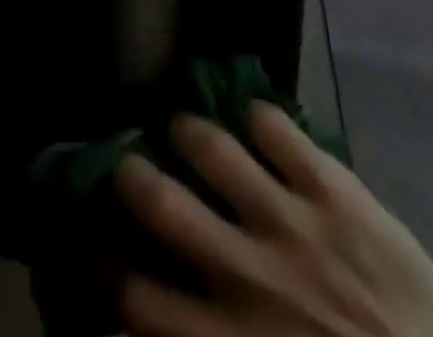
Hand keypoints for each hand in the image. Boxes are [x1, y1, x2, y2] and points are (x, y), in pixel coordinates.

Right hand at [112, 106, 432, 336]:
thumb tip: (154, 326)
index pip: (139, 299)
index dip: (107, 269)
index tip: (99, 247)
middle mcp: (248, 274)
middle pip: (164, 205)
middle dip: (132, 175)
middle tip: (125, 162)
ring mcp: (291, 221)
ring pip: (214, 150)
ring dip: (190, 132)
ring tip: (184, 125)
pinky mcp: (333, 186)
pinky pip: (279, 129)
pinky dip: (259, 116)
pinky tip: (253, 117)